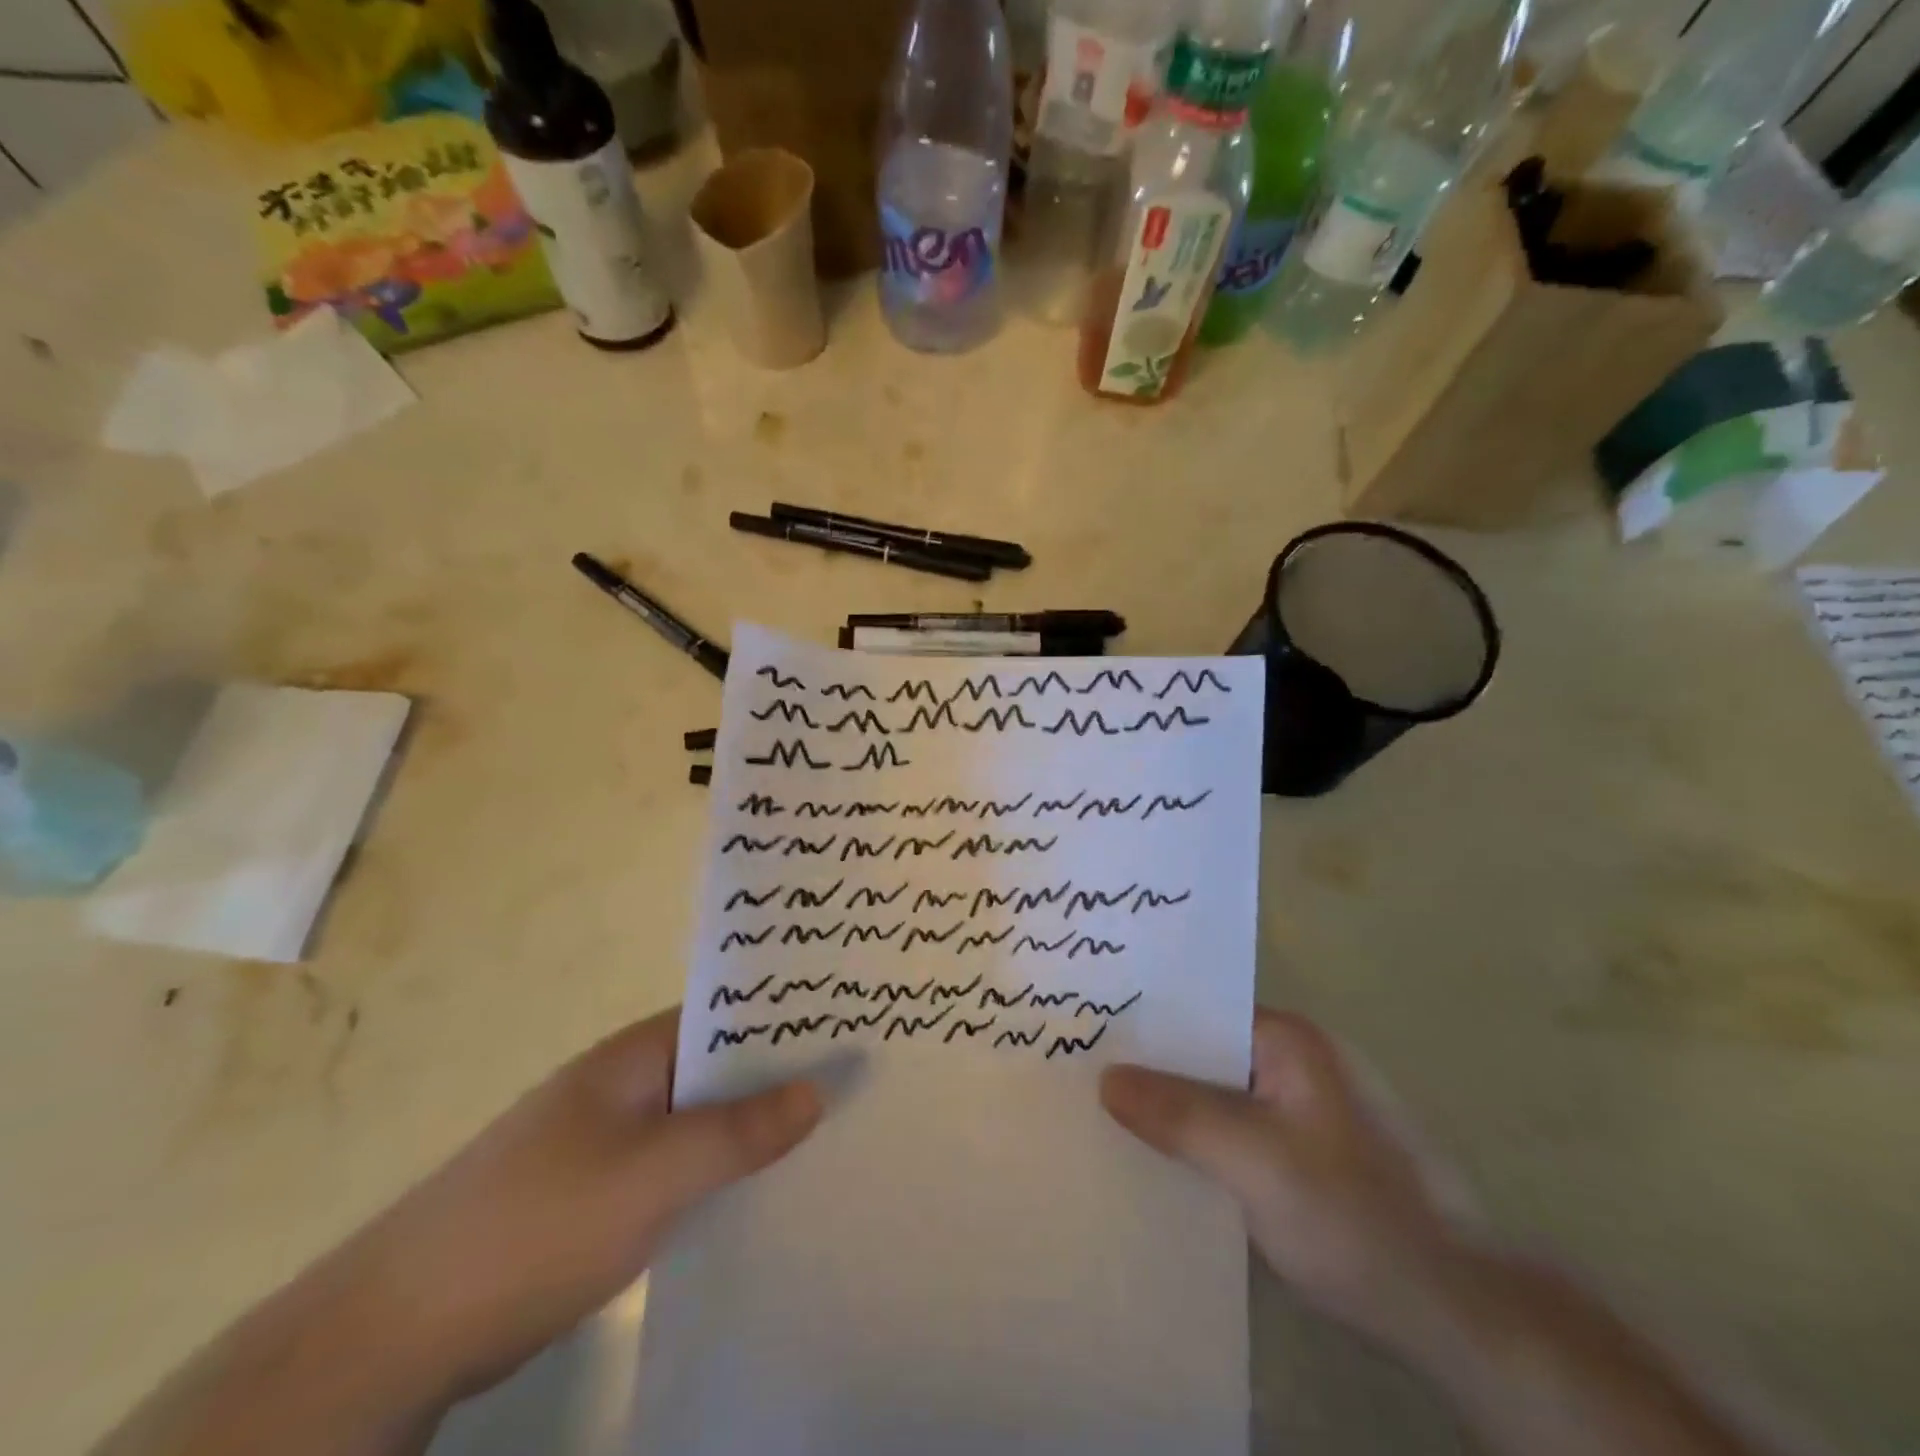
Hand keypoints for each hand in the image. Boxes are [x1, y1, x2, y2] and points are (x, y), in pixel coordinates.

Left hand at [336, 1007, 821, 1402]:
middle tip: (859, 1086)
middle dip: (781, 1076)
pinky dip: (719, 1170)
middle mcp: (627, 1084)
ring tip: (829, 1135)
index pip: (729, 1016)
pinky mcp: (600, 1192)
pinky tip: (761, 1192)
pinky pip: (679, 1164)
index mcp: (636, 1055)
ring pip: (701, 1120)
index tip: (852, 1032)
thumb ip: (739, 1131)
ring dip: (752, 1127)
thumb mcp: (653, 1174)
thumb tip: (821, 1087)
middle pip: (720, 1068)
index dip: (788, 1021)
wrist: (398, 1331)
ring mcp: (611, 1139)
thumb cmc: (538, 1223)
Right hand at [1100, 1009, 1468, 1346]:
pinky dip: (1200, 1142)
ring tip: (1107, 1117)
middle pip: (1205, 1052)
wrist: (1456, 1312)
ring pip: (1218, 1095)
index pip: (1198, 1010)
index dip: (1144, 1020)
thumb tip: (1105, 1078)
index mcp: (1289, 1040)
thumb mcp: (1255, 1159)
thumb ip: (1178, 1113)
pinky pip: (1235, 1132)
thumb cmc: (1354, 1215)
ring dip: (1174, 1109)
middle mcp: (1296, 1063)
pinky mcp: (1307, 1157)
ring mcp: (1304, 1111)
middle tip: (1081, 1076)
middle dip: (1151, 1067)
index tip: (1087, 1033)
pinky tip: (1161, 1164)